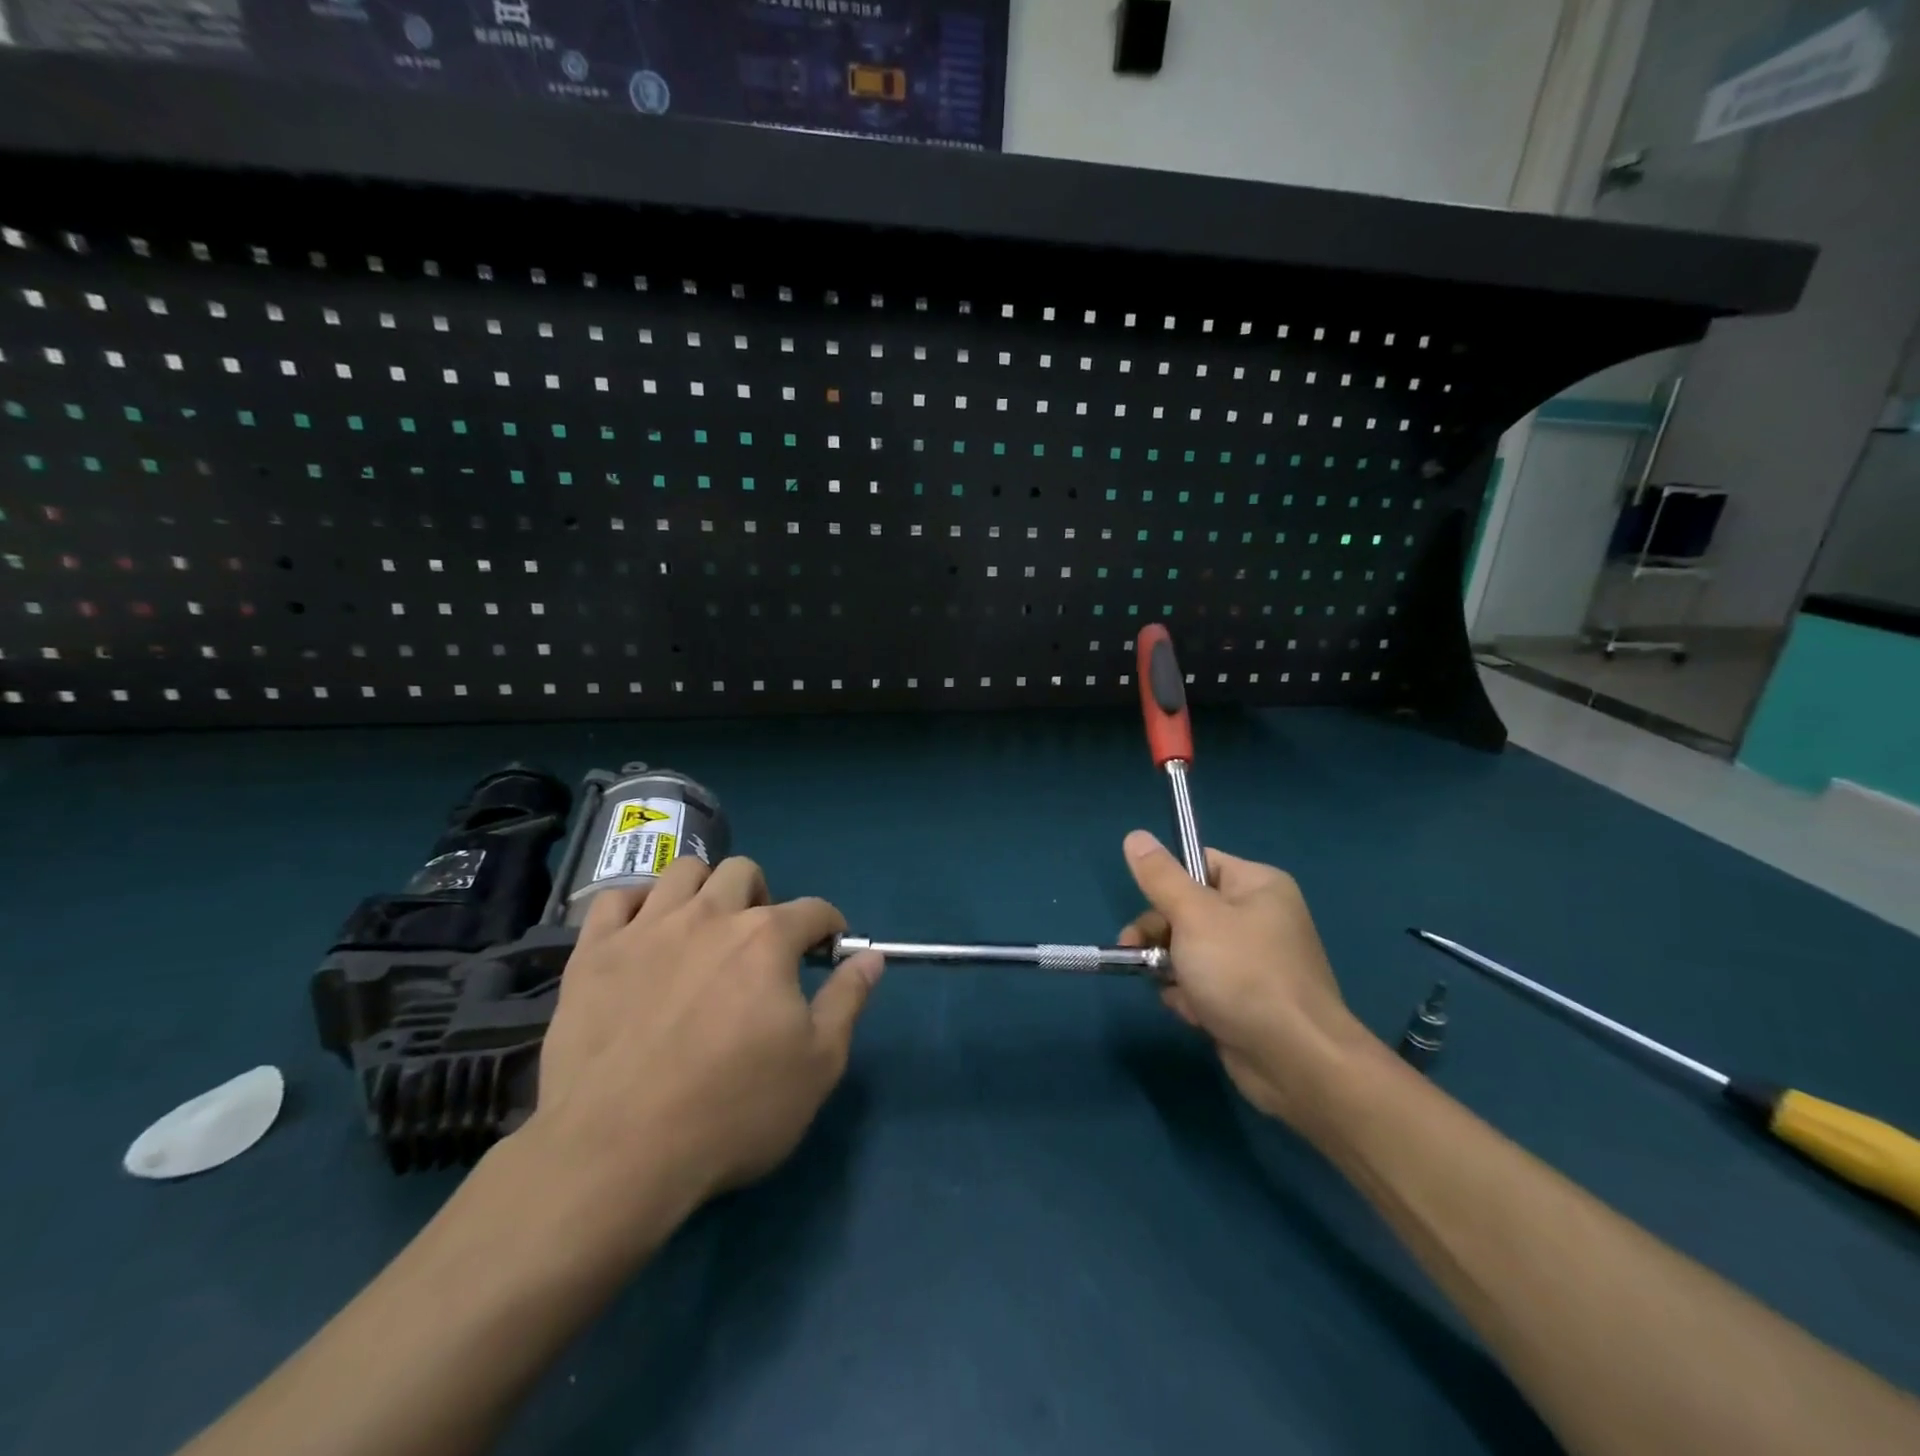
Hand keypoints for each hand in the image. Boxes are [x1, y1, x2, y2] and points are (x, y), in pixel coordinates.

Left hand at [522, 854, 884, 1221]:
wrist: (617, 1154)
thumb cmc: (732, 1111)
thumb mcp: (817, 1065)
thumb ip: (848, 1000)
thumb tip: (871, 957)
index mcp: (767, 938)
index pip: (814, 910)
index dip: (829, 927)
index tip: (826, 951)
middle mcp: (709, 916)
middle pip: (744, 872)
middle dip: (762, 897)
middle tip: (759, 943)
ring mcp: (646, 929)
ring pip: (682, 872)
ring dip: (703, 890)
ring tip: (702, 929)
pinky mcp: (593, 953)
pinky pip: (615, 899)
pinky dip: (636, 906)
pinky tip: (642, 933)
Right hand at [1118, 830, 1376, 1125]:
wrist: (1296, 1062)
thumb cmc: (1244, 974)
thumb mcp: (1194, 916)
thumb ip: (1161, 877)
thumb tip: (1134, 835)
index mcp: (1257, 886)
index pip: (1200, 863)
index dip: (1168, 882)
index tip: (1145, 903)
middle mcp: (1260, 918)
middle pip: (1188, 909)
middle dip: (1159, 932)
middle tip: (1135, 951)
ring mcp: (1254, 962)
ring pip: (1190, 949)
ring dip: (1170, 968)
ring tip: (1169, 988)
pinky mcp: (1247, 999)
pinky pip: (1204, 983)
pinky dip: (1190, 996)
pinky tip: (1191, 1013)